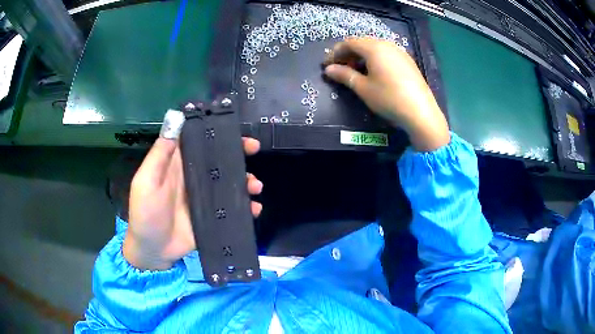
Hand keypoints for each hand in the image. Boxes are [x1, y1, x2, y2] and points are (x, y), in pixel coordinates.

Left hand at [123, 135, 262, 270]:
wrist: (154, 251)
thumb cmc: (145, 213)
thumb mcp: (146, 181)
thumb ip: (160, 155)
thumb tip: (176, 121)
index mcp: (178, 164)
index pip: (198, 142)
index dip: (215, 132)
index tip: (233, 128)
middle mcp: (194, 177)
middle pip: (219, 160)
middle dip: (237, 152)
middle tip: (253, 147)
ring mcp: (205, 198)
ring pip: (230, 182)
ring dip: (245, 180)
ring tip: (255, 186)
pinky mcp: (213, 216)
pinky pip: (233, 207)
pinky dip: (247, 206)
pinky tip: (255, 208)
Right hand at [323, 37, 449, 151]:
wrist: (421, 112)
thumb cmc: (388, 98)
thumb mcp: (363, 88)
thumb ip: (344, 75)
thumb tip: (328, 69)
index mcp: (374, 48)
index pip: (349, 43)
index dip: (335, 53)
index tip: (327, 66)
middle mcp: (387, 45)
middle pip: (362, 43)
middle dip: (348, 54)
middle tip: (340, 69)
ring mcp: (400, 52)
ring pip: (375, 48)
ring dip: (362, 57)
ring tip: (356, 72)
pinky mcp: (408, 62)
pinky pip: (386, 55)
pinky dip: (375, 60)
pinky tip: (374, 74)